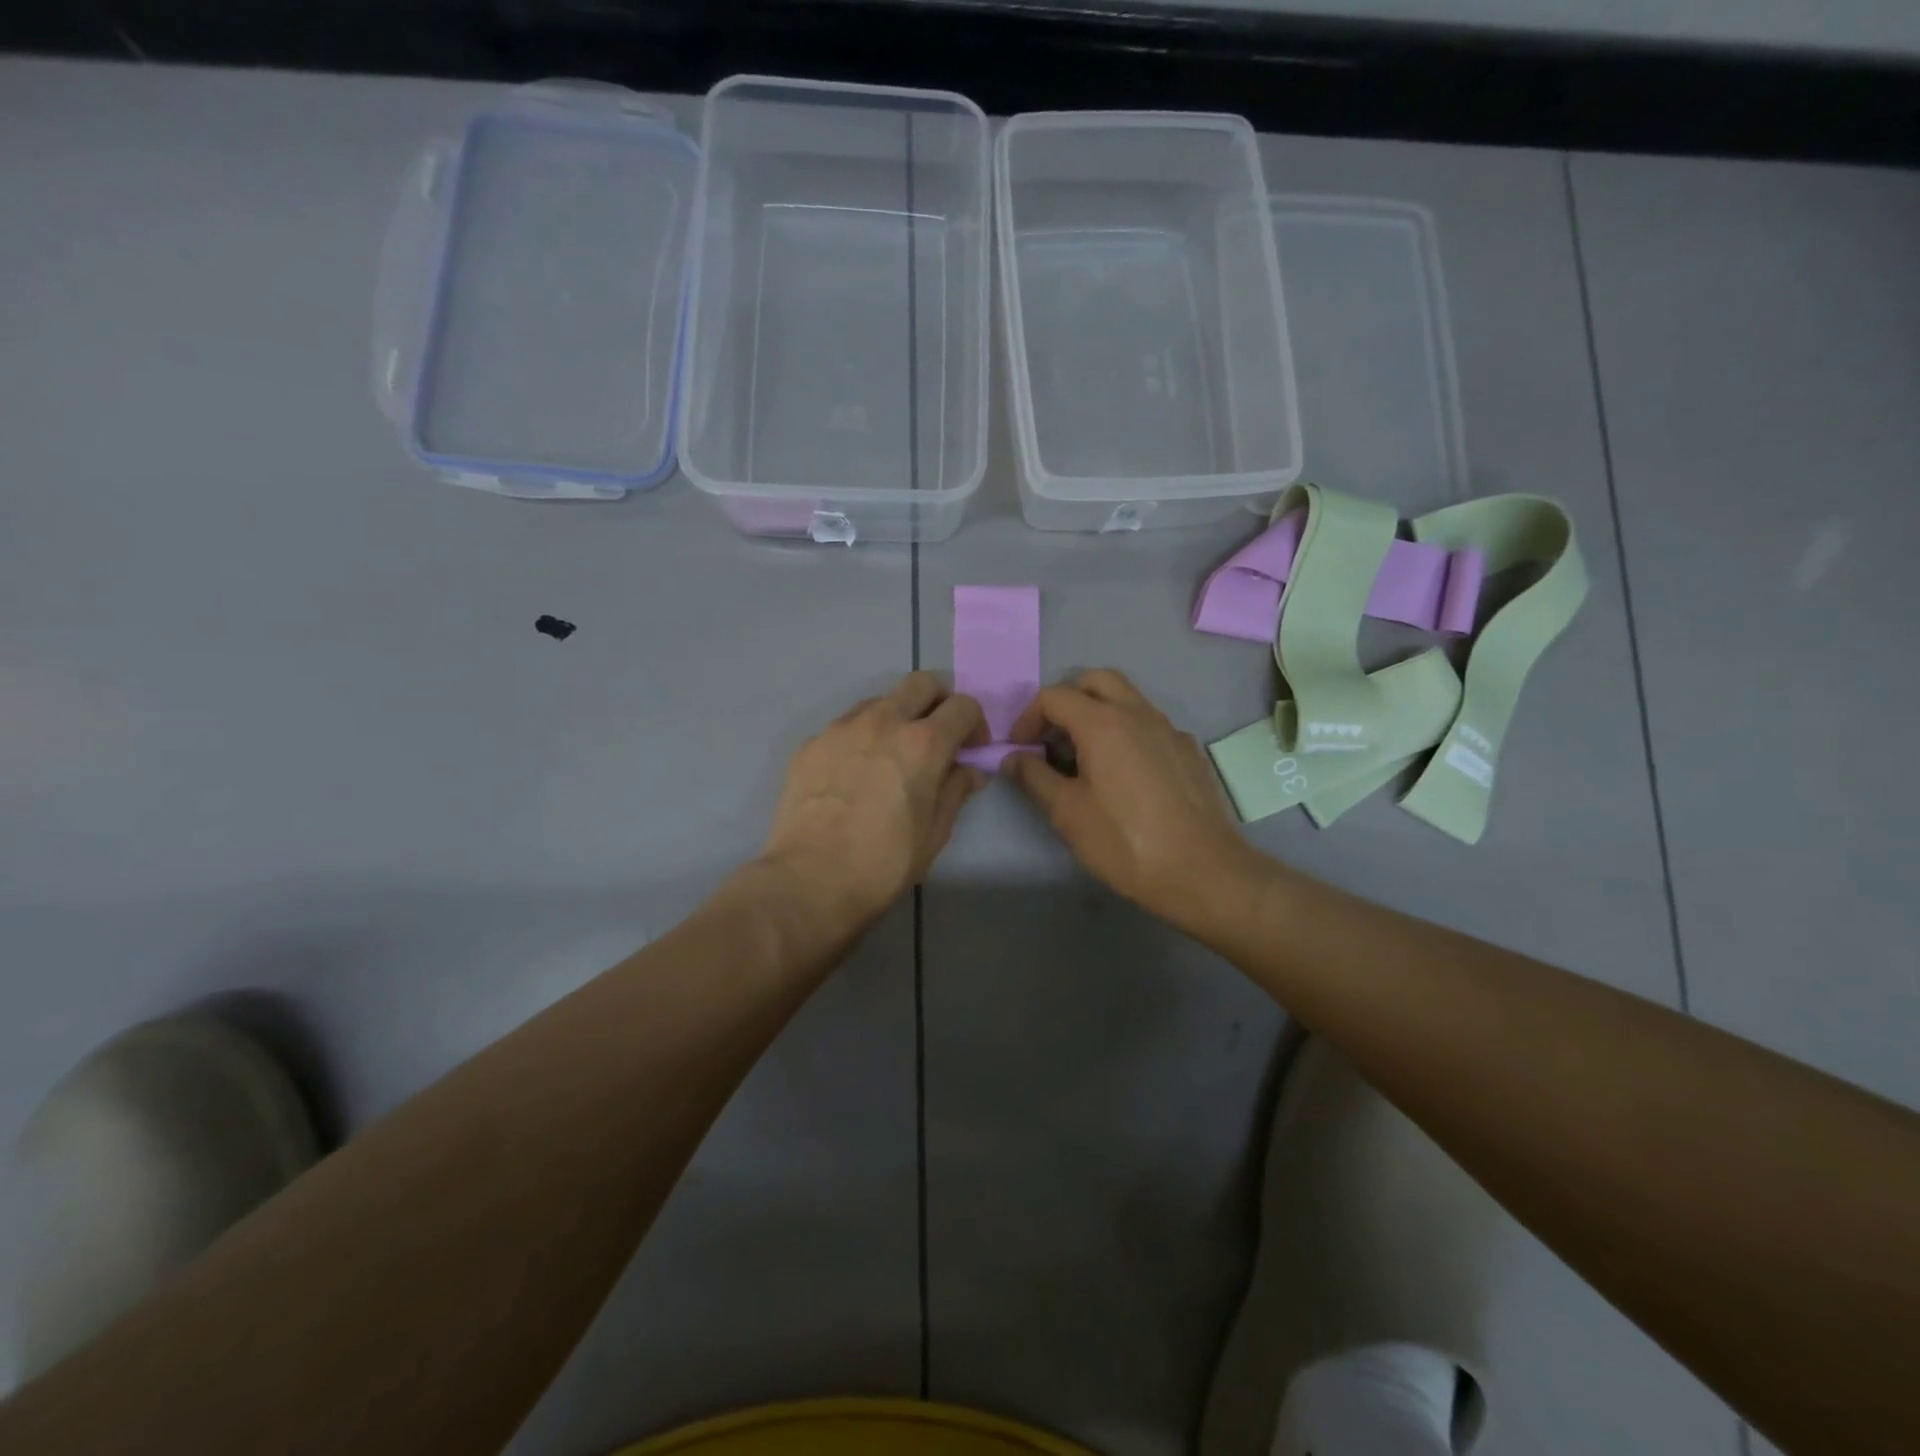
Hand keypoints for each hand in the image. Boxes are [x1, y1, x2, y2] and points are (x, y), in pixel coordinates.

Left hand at [760, 672, 987, 929]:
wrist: (809, 879)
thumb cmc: (883, 862)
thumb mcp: (934, 833)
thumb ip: (955, 791)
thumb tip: (967, 771)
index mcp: (923, 742)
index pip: (963, 707)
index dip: (975, 724)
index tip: (971, 750)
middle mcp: (883, 721)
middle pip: (921, 684)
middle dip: (938, 702)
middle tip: (937, 737)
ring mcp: (841, 728)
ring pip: (880, 701)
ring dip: (897, 716)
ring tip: (892, 756)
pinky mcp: (810, 743)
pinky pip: (845, 726)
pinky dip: (861, 738)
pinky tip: (855, 774)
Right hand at [1003, 670, 1260, 927]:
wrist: (1203, 870)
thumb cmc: (1124, 842)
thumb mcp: (1067, 813)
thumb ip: (1034, 777)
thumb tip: (1013, 757)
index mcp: (1103, 723)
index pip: (1054, 696)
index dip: (1028, 717)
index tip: (1020, 749)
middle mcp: (1138, 713)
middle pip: (1095, 680)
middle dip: (1067, 699)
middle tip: (1052, 736)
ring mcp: (1169, 729)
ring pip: (1127, 699)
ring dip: (1098, 712)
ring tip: (1084, 755)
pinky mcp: (1189, 751)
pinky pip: (1150, 725)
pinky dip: (1127, 733)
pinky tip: (1125, 774)